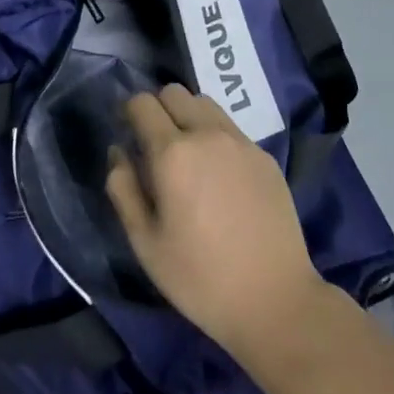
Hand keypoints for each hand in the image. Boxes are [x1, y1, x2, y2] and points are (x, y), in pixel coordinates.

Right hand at [105, 85, 326, 357]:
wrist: (275, 300)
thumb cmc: (199, 278)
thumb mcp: (145, 242)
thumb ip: (123, 189)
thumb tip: (118, 151)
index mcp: (172, 153)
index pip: (142, 103)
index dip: (129, 113)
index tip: (129, 136)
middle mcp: (208, 134)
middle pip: (174, 92)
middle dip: (158, 109)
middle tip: (156, 146)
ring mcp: (241, 143)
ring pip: (205, 104)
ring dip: (189, 117)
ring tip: (189, 156)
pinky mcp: (265, 156)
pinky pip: (231, 129)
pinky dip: (216, 137)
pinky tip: (220, 177)